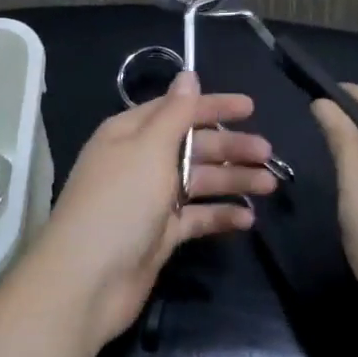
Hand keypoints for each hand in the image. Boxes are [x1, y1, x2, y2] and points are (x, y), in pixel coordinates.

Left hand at [19, 72, 281, 347]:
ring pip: (198, 181)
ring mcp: (149, 200)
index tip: (251, 107)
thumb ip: (175, 113)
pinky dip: (220, 215)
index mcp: (129, 134)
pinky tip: (247, 218)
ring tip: (270, 185)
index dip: (212, 106)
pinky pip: (196, 217)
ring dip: (232, 180)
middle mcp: (139, 162)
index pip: (177, 110)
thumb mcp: (148, 149)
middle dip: (229, 147)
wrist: (87, 281)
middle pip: (191, 145)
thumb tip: (188, 75)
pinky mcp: (159, 234)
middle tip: (268, 153)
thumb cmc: (119, 203)